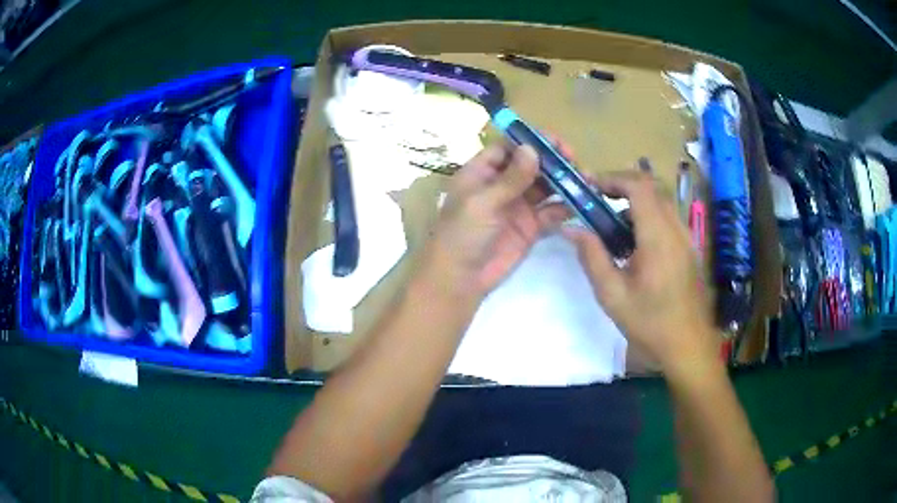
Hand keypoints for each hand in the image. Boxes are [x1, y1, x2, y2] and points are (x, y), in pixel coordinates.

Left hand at [419, 142, 569, 302]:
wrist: (459, 280)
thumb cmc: (462, 234)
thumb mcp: (483, 202)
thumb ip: (511, 178)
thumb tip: (532, 149)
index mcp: (481, 173)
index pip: (508, 148)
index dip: (530, 141)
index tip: (555, 141)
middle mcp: (501, 185)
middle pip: (530, 165)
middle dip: (552, 161)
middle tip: (574, 161)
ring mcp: (517, 207)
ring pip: (544, 187)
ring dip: (563, 182)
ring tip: (584, 179)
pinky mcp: (530, 228)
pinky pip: (550, 212)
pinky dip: (565, 207)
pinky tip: (579, 204)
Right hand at [564, 172, 718, 377]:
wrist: (688, 346)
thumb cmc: (650, 323)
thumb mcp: (612, 295)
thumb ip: (592, 257)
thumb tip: (571, 228)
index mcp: (658, 238)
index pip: (639, 187)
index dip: (614, 178)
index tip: (591, 187)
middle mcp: (676, 229)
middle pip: (652, 187)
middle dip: (623, 185)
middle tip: (597, 200)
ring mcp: (686, 238)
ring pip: (661, 200)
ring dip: (636, 200)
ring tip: (612, 221)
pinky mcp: (689, 248)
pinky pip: (668, 217)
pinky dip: (648, 215)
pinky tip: (634, 242)